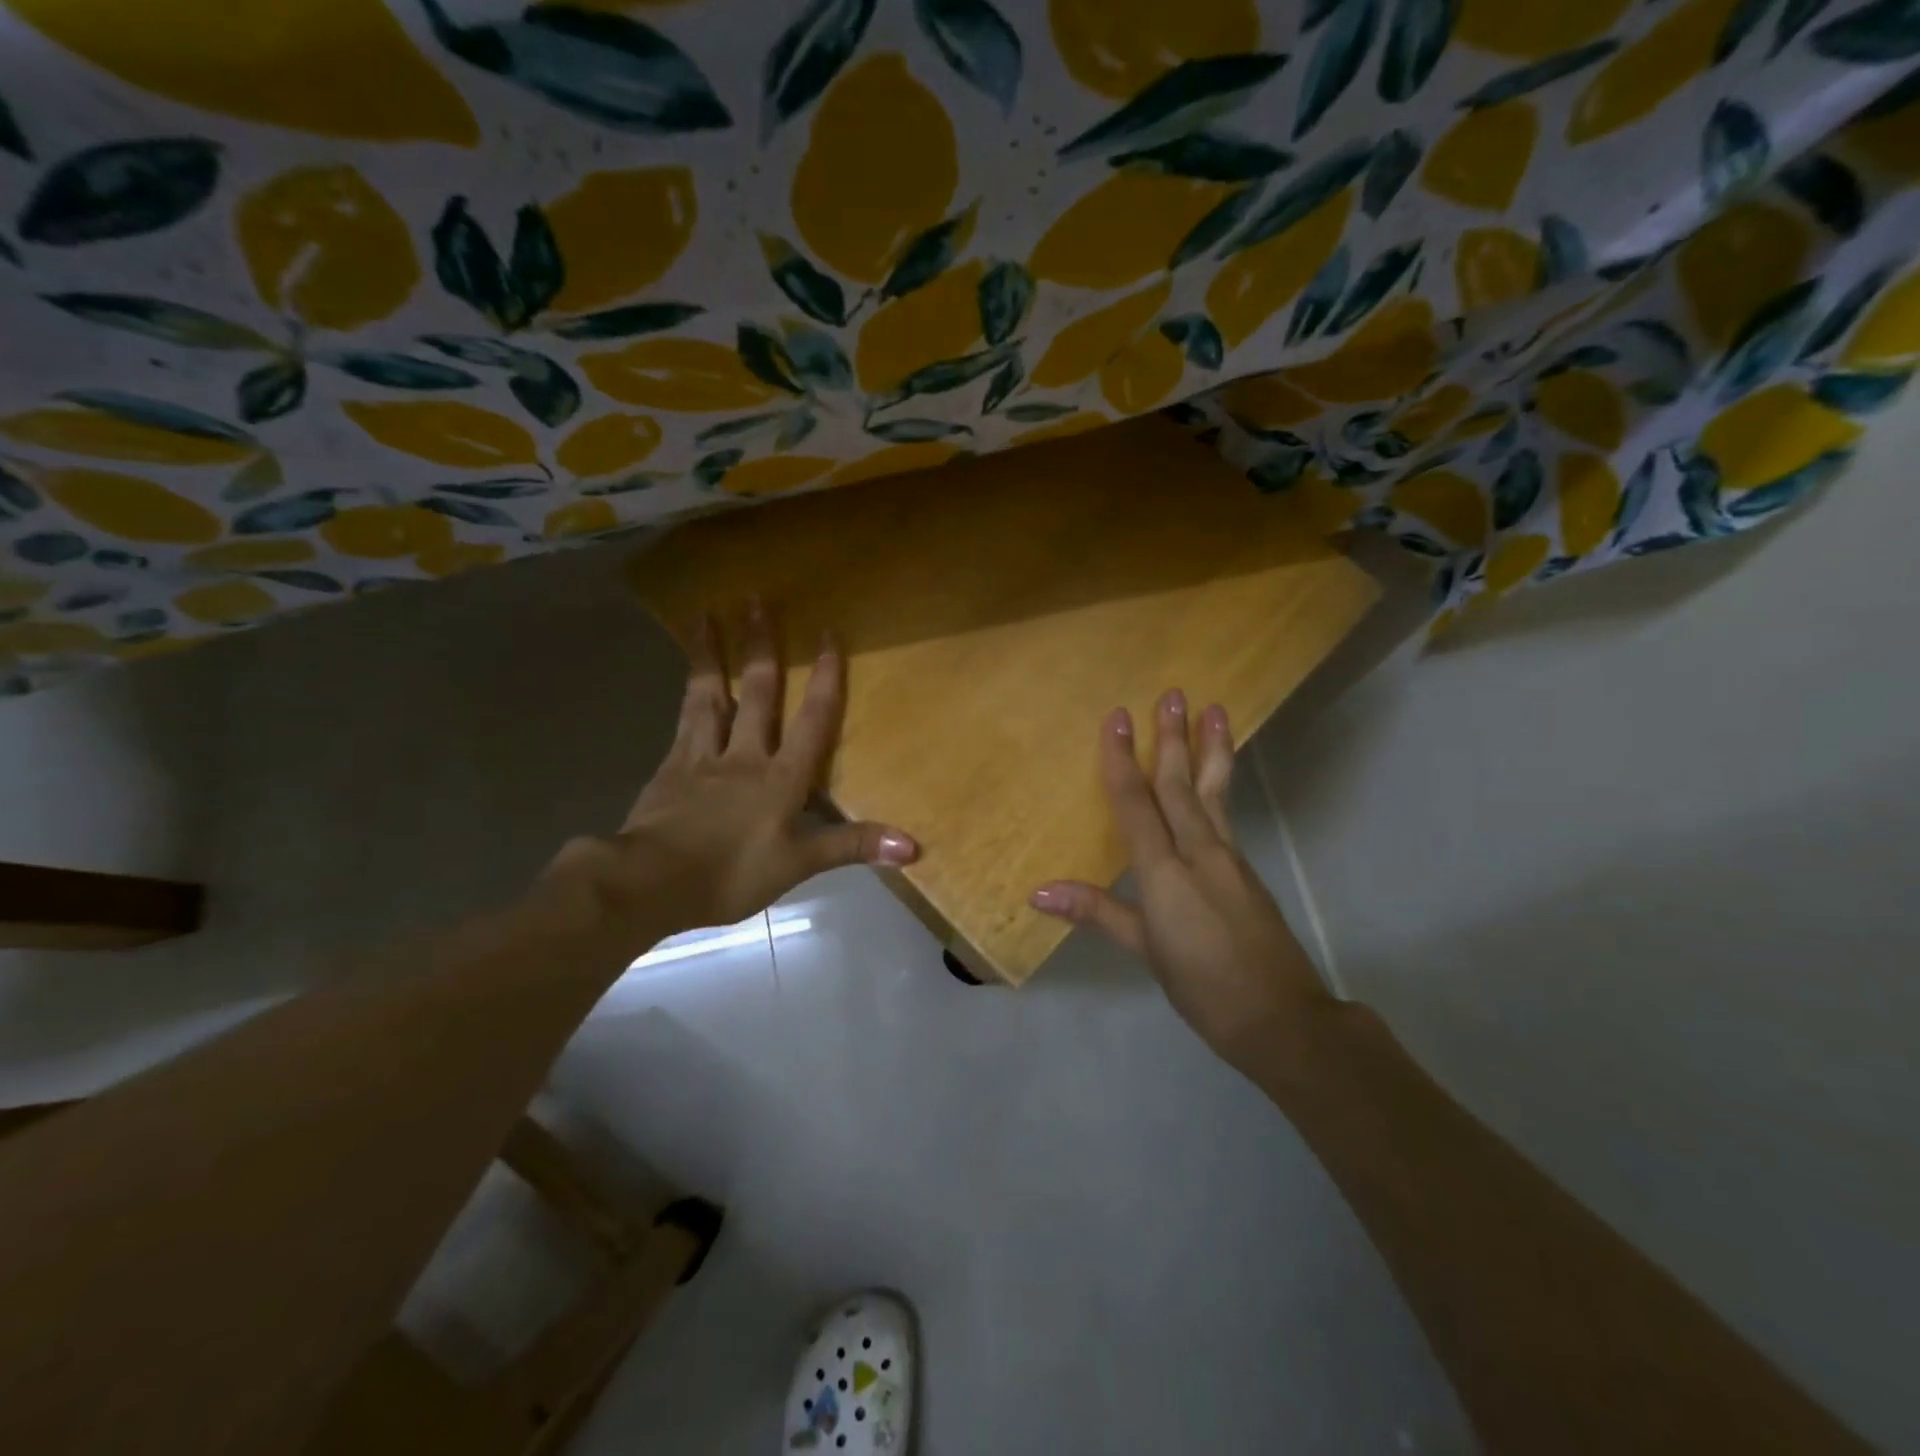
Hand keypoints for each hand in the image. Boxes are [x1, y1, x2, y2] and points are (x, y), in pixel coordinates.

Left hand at [552, 603, 916, 943]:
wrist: (651, 882)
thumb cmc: (731, 873)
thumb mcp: (799, 864)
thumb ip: (853, 847)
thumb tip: (914, 847)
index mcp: (780, 777)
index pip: (812, 720)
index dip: (824, 678)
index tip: (827, 634)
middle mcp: (744, 755)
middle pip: (758, 693)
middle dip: (761, 646)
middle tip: (756, 599)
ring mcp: (702, 756)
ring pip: (710, 695)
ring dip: (711, 654)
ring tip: (705, 614)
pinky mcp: (670, 767)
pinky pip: (683, 719)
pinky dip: (688, 693)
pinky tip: (688, 679)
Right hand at [1031, 691, 1331, 1076]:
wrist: (1282, 1019)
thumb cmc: (1202, 986)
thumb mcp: (1145, 950)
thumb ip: (1098, 912)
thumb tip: (1040, 891)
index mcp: (1165, 871)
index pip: (1137, 804)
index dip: (1123, 760)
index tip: (1118, 718)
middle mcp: (1199, 852)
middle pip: (1181, 786)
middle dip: (1174, 739)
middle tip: (1173, 694)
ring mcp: (1230, 858)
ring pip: (1214, 793)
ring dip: (1212, 750)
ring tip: (1217, 711)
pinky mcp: (1247, 870)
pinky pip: (1227, 815)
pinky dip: (1221, 785)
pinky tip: (1219, 777)